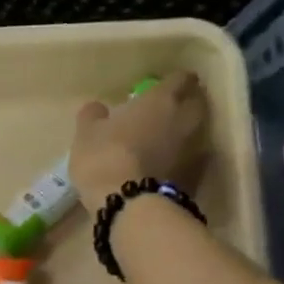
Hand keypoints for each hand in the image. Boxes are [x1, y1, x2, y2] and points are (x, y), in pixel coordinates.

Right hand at [68, 69, 208, 209]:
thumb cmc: (105, 158)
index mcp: (162, 99)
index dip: (172, 81)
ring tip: (165, 142)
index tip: (159, 88)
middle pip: (197, 102)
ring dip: (185, 133)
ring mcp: (195, 149)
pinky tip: (166, 167)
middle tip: (165, 113)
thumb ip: (93, 116)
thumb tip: (97, 109)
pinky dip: (183, 159)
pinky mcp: (196, 177)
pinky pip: (192, 159)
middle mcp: (186, 119)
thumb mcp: (86, 134)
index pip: (181, 78)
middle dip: (185, 104)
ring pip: (197, 132)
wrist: (130, 205)